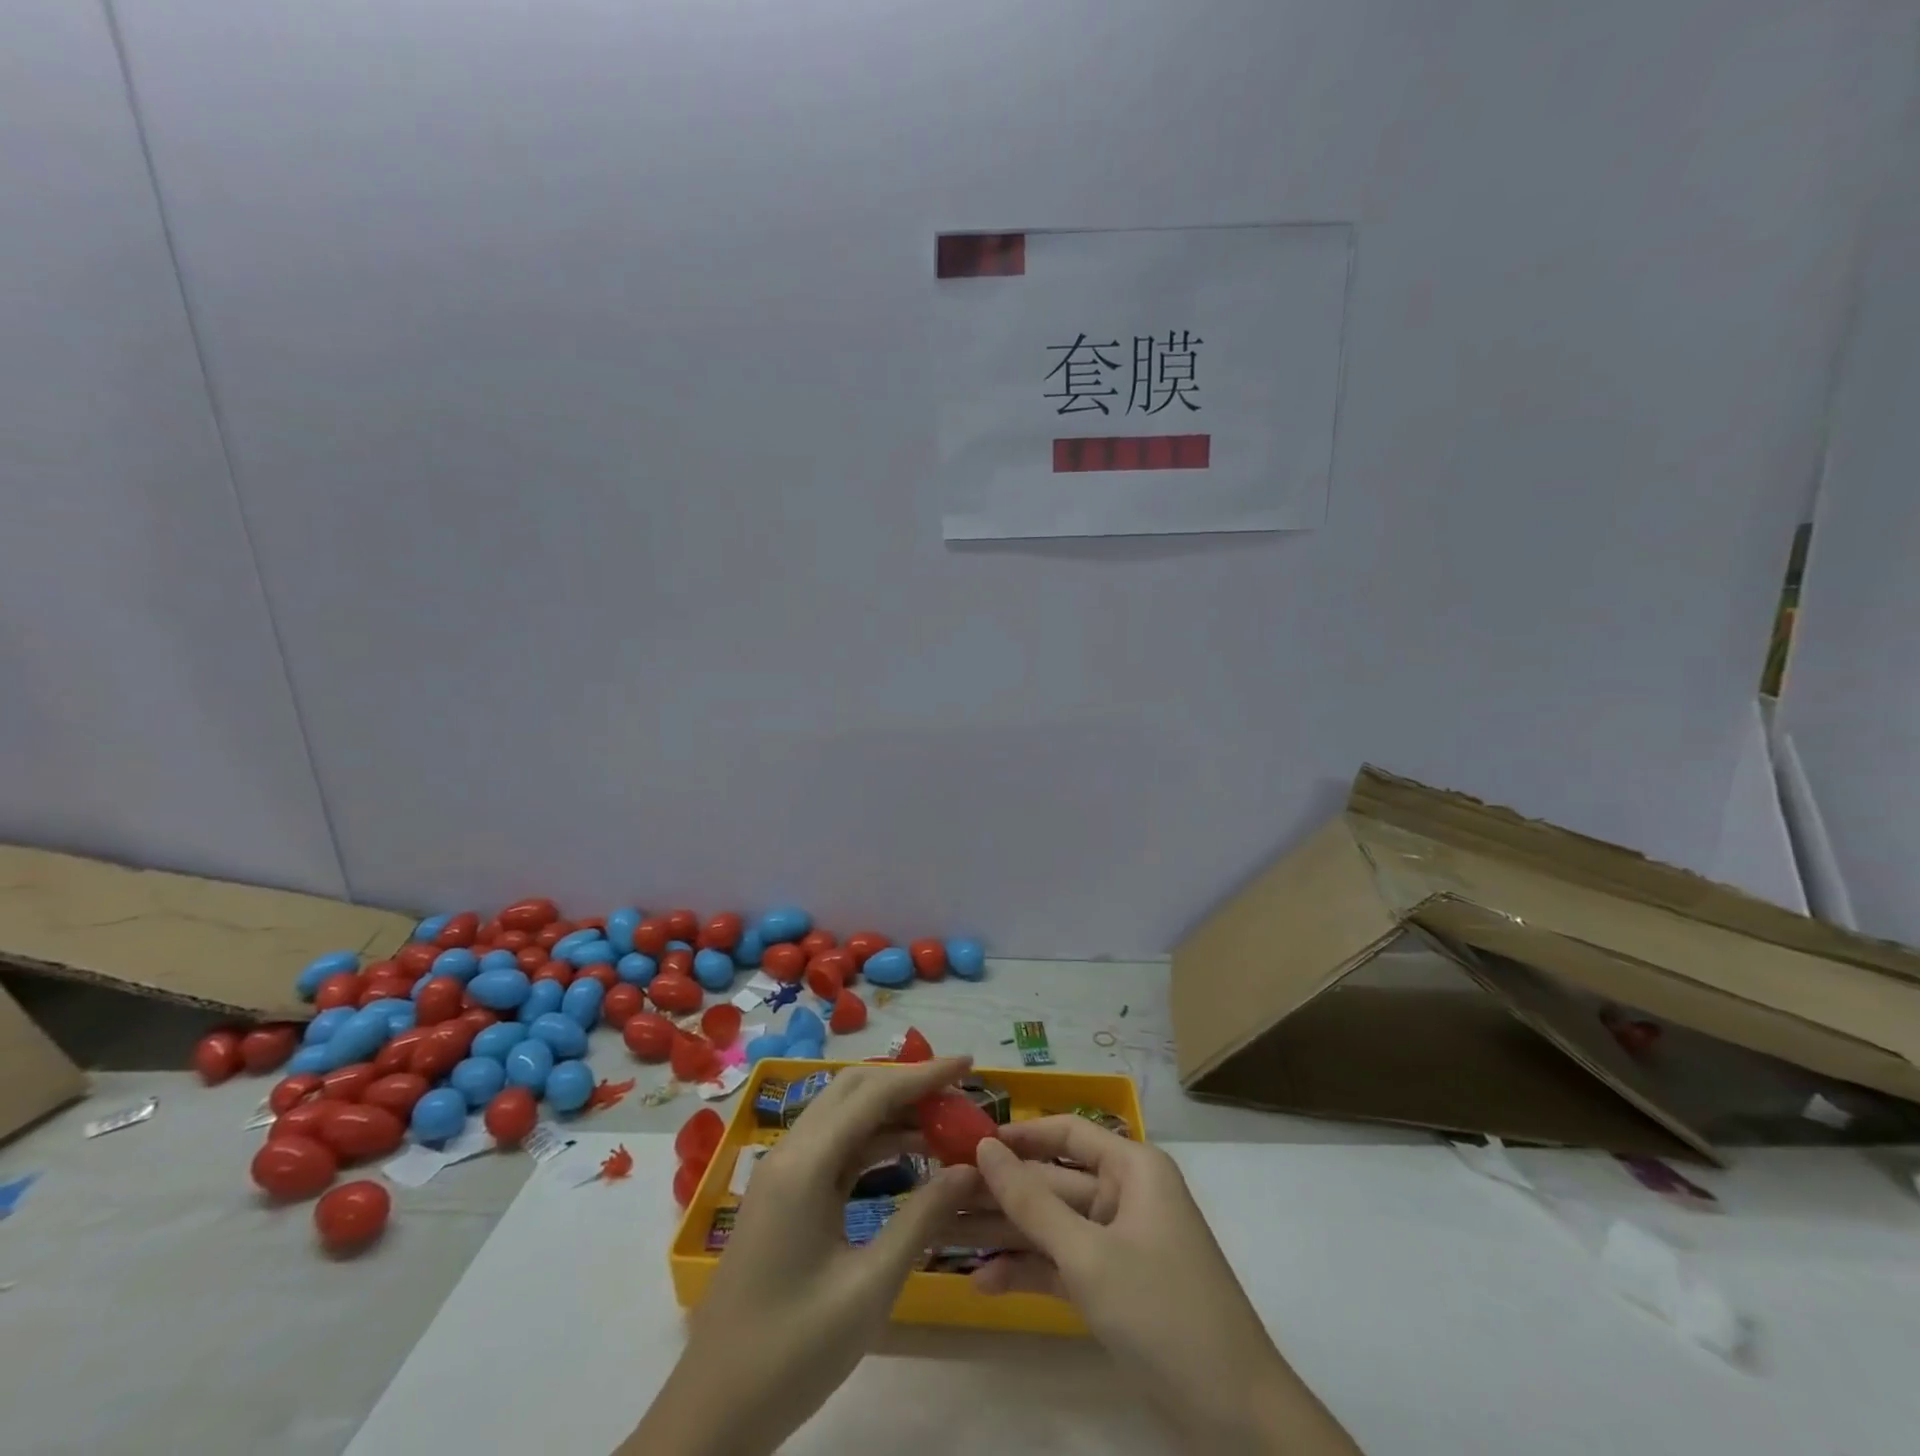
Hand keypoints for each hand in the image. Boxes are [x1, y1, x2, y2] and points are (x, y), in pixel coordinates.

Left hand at [624, 1057, 980, 1455]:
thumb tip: (971, 1168)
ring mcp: (782, 1172)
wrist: (713, 1413)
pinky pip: (834, 1145)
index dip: (924, 1074)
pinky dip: (873, 1138)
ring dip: (891, 1109)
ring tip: (943, 1121)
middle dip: (907, 1083)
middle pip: (854, 1090)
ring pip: (843, 1114)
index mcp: (805, 1165)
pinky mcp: (784, 1194)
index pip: (873, 1094)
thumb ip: (922, 1218)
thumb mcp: (869, 1288)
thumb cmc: (793, 1351)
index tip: (969, 1063)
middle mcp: (789, 1152)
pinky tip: (907, 1153)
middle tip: (958, 1091)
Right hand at [973, 1119, 1361, 1454]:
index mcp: (1132, 1168)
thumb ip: (1031, 1201)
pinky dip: (1029, 1271)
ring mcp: (1120, 1243)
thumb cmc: (1162, 1311)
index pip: (1066, 1133)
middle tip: (943, 1195)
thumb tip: (985, 1148)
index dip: (1018, 1135)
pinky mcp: (1115, 1286)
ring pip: (1053, 1225)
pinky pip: (1064, 1264)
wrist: (1235, 1417)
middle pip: (1053, 1181)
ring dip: (1007, 1234)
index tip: (967, 1143)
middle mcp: (1126, 1195)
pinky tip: (985, 1282)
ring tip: (949, 1237)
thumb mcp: (1088, 1255)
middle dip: (1002, 1192)